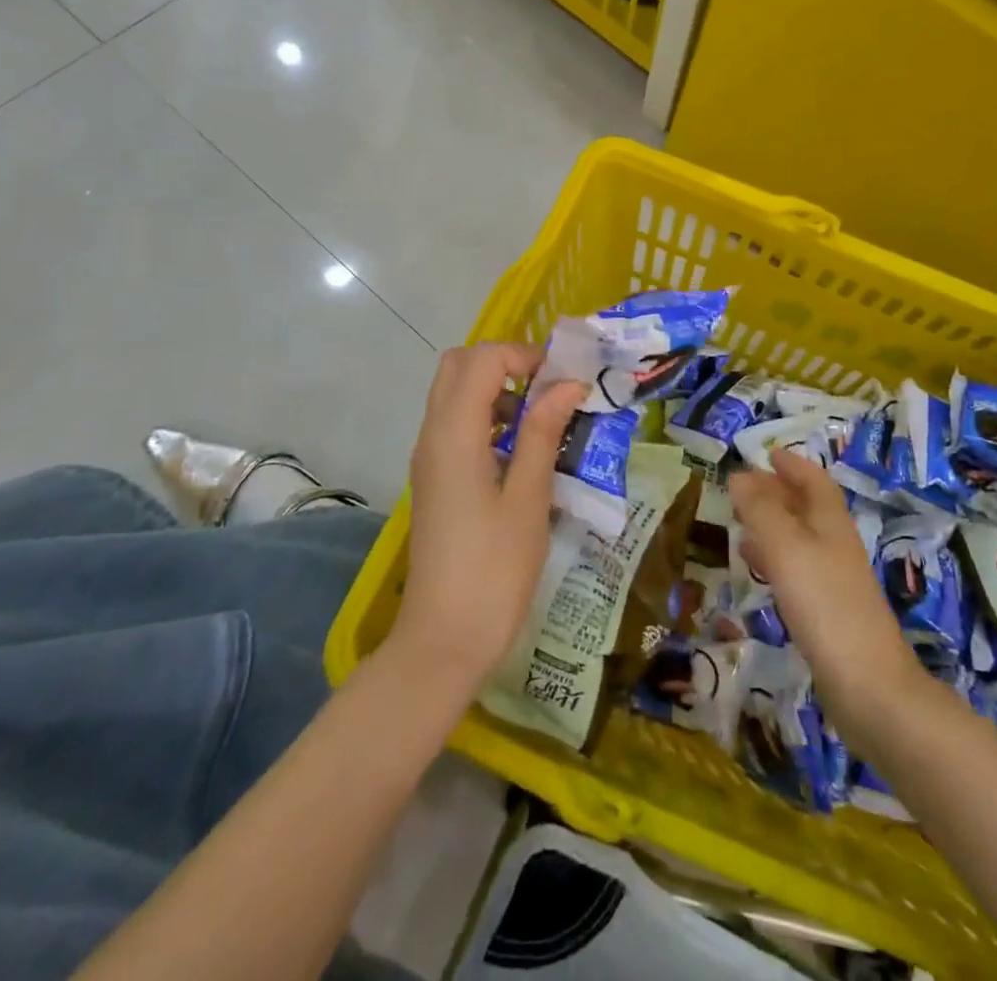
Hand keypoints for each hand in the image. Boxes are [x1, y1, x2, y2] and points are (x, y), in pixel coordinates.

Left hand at [391, 343, 584, 695]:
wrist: (444, 639)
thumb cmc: (494, 570)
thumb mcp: (529, 498)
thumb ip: (543, 433)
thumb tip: (567, 384)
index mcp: (454, 434)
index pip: (481, 359)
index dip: (524, 355)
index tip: (563, 381)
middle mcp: (432, 435)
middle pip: (458, 365)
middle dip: (505, 362)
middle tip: (548, 389)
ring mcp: (429, 457)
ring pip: (454, 393)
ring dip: (496, 388)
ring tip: (542, 418)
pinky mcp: (434, 478)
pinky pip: (455, 423)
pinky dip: (486, 416)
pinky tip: (521, 449)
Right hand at [728, 451, 919, 726]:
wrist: (870, 688)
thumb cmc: (826, 606)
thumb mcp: (786, 549)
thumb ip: (761, 510)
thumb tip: (739, 475)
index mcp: (831, 524)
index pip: (815, 481)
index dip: (793, 465)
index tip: (767, 454)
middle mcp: (835, 546)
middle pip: (808, 508)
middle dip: (778, 492)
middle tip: (743, 487)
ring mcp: (834, 582)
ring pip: (800, 539)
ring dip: (772, 525)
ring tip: (740, 522)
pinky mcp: (827, 614)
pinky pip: (796, 571)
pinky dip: (774, 559)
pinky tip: (756, 569)